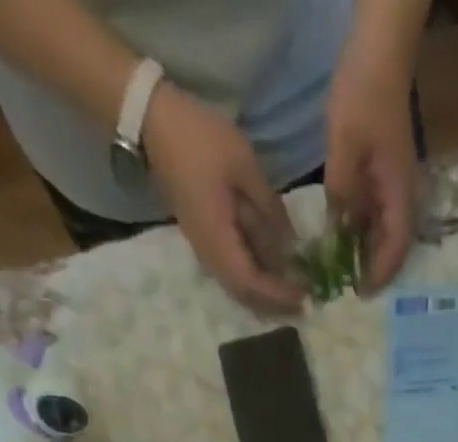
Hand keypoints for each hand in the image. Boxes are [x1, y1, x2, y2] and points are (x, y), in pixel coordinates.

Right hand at [143, 83, 304, 312]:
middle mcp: (209, 254)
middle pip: (245, 293)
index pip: (252, 283)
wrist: (152, 121)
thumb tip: (292, 245)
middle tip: (303, 304)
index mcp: (218, 239)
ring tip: (292, 293)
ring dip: (264, 294)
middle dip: (274, 303)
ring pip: (238, 286)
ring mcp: (204, 247)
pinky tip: (272, 272)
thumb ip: (270, 209)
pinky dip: (254, 278)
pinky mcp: (204, 238)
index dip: (279, 294)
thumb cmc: (200, 139)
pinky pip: (232, 270)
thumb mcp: (245, 167)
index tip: (305, 297)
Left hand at [324, 41, 419, 292]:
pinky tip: (342, 238)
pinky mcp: (383, 174)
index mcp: (398, 193)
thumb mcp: (344, 147)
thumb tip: (336, 233)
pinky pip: (375, 213)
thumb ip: (341, 194)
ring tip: (343, 271)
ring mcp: (393, 185)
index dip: (380, 273)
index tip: (362, 293)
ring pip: (384, 231)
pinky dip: (361, 230)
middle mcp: (402, 195)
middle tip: (349, 289)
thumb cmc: (363, 96)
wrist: (379, 53)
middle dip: (373, 269)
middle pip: (393, 245)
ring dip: (366, 251)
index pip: (396, 247)